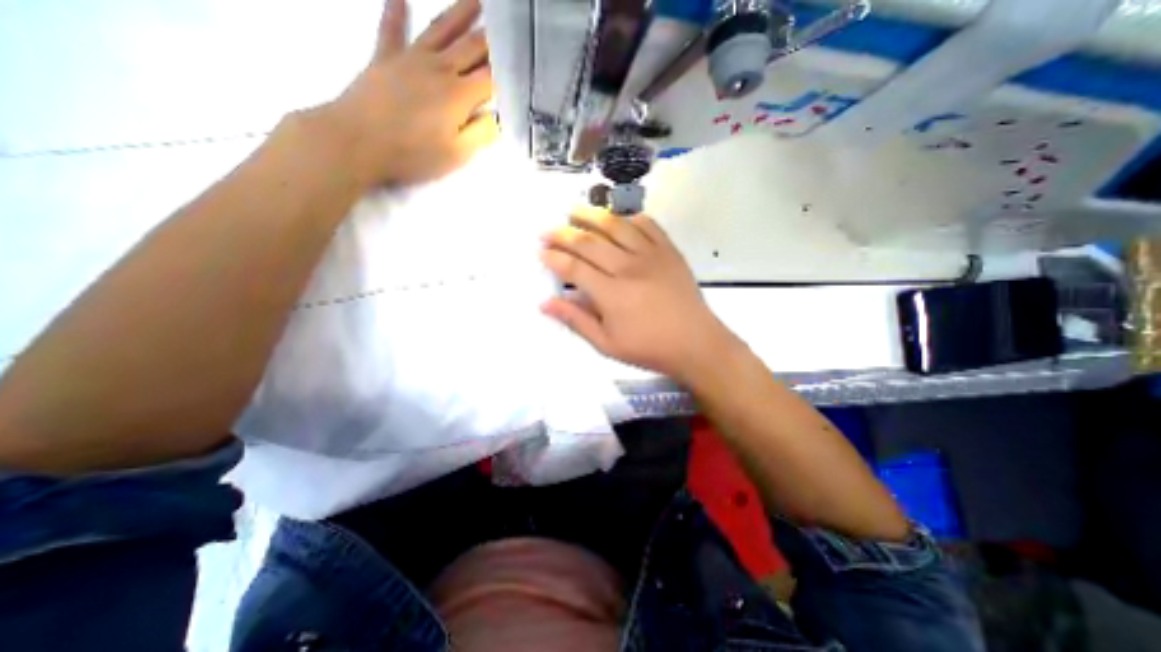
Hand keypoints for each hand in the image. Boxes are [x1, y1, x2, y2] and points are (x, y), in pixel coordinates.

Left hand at [324, 0, 496, 191]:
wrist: (357, 142)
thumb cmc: (412, 154)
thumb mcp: (456, 154)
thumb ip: (481, 134)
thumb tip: (499, 118)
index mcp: (459, 95)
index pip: (490, 79)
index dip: (506, 73)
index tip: (520, 68)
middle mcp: (439, 68)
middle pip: (470, 48)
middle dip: (491, 38)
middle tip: (505, 26)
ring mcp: (410, 58)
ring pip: (440, 29)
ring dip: (460, 13)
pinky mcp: (384, 58)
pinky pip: (391, 28)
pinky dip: (395, 10)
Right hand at [539, 207, 739, 382]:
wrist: (695, 343)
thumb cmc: (648, 348)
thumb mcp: (607, 344)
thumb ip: (576, 320)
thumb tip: (545, 304)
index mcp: (611, 294)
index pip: (574, 268)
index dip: (554, 258)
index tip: (541, 252)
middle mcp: (628, 268)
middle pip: (590, 243)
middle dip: (563, 234)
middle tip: (548, 231)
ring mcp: (651, 255)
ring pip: (616, 226)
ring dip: (592, 216)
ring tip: (574, 211)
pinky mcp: (669, 251)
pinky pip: (647, 225)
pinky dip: (629, 218)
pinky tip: (618, 218)